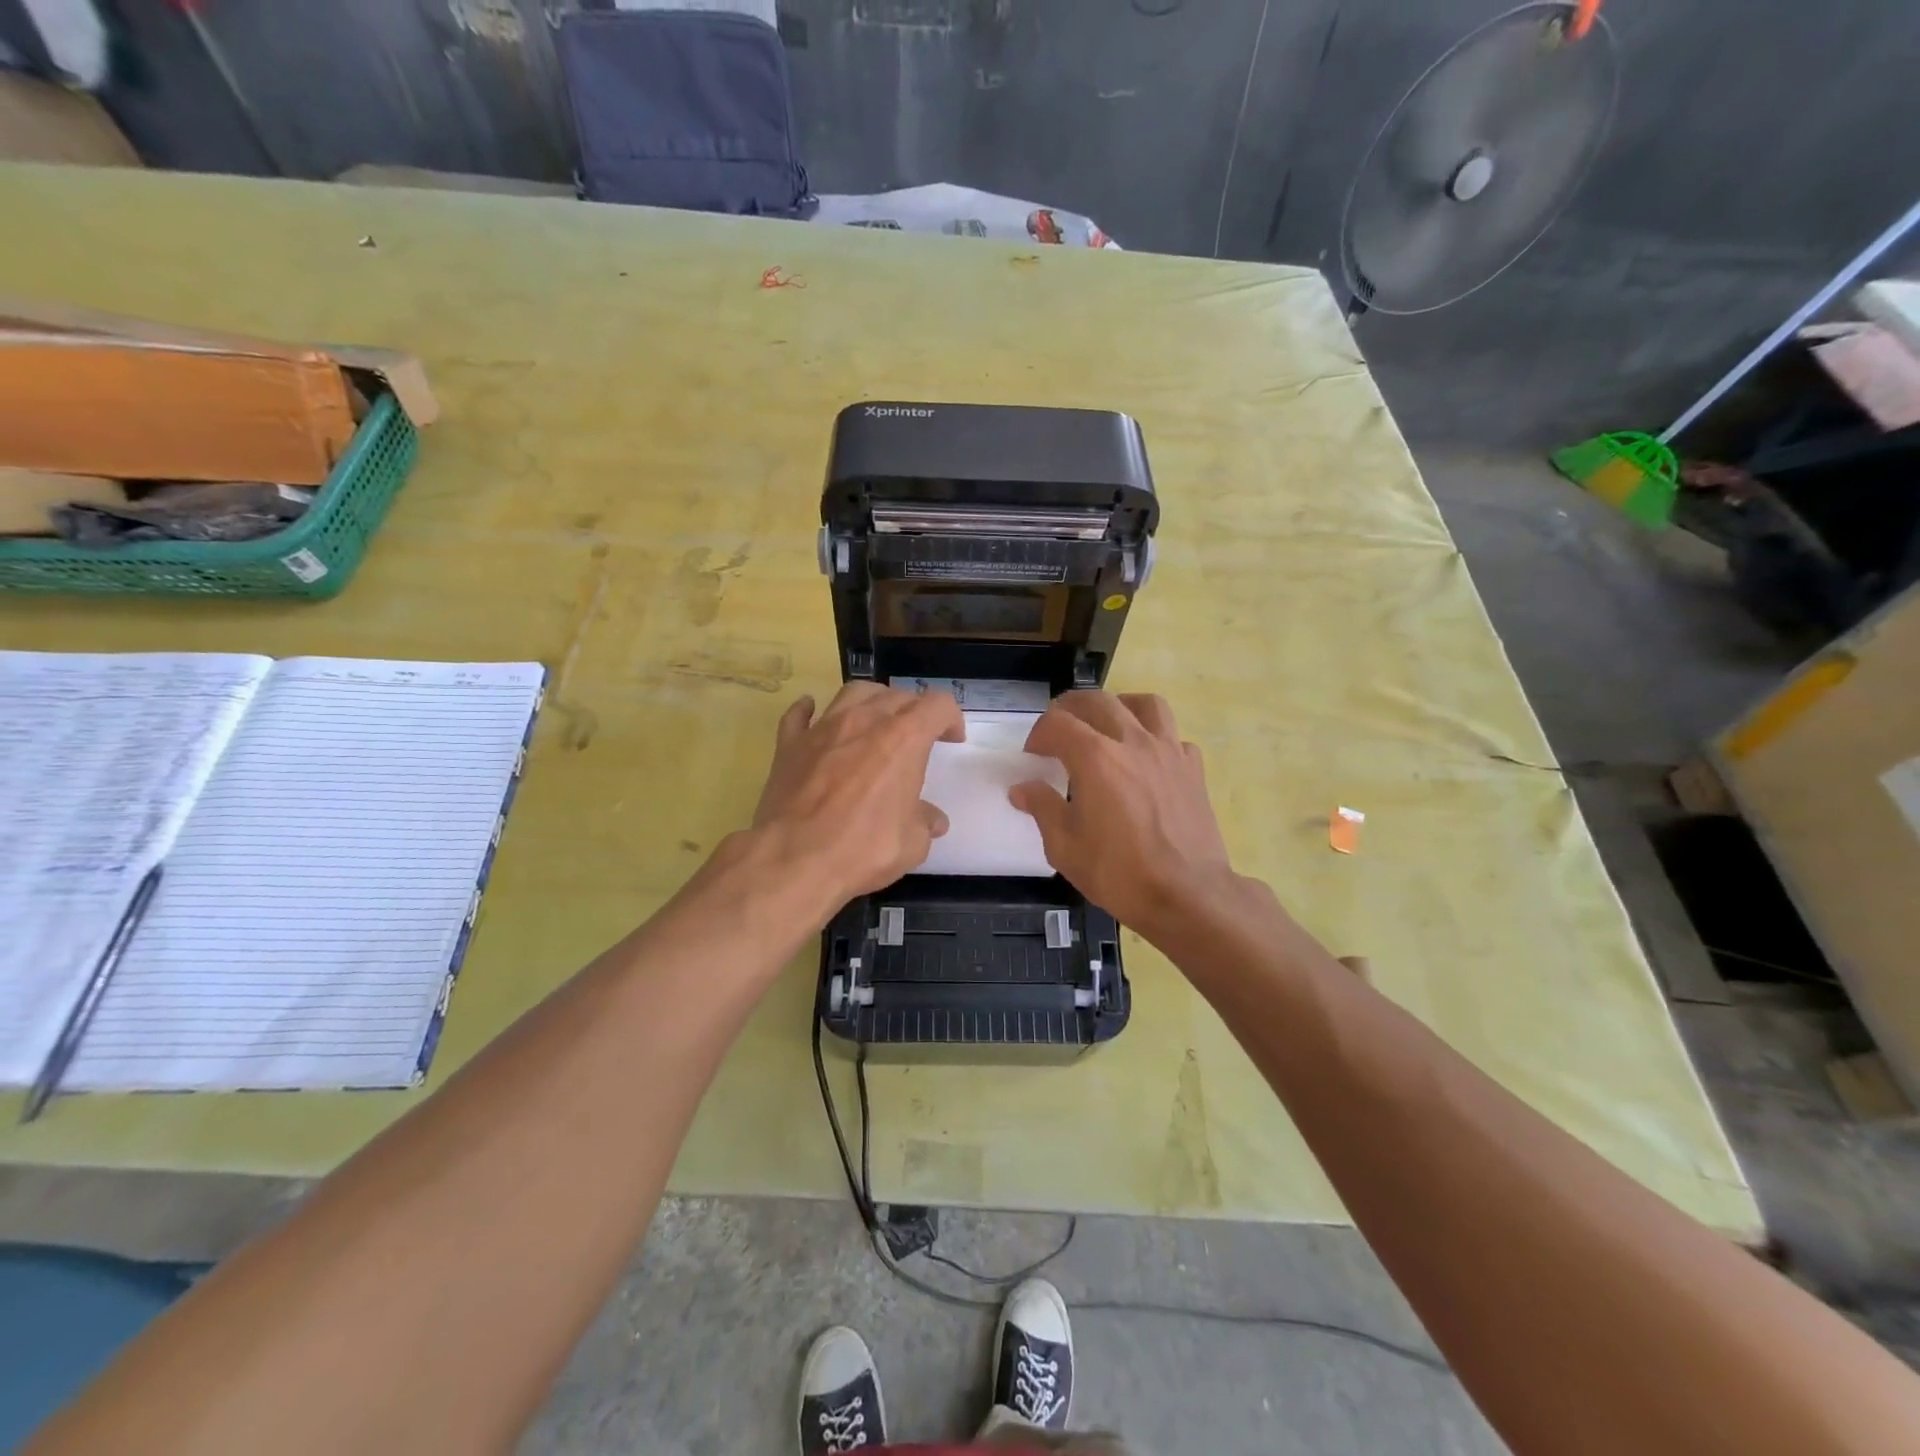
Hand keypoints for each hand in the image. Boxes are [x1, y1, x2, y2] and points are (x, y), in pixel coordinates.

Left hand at [749, 682, 963, 912]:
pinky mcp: (789, 745)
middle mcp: (864, 722)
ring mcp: (823, 730)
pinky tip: (813, 715)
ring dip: (872, 700)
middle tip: (918, 735)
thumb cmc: (864, 849)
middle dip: (914, 710)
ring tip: (875, 719)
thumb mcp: (912, 843)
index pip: (937, 706)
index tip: (952, 739)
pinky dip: (810, 711)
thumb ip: (924, 822)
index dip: (950, 718)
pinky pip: (800, 715)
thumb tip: (932, 820)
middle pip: (897, 696)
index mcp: (904, 739)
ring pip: (853, 693)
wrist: (794, 860)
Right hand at [1010, 692, 1233, 935]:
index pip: (1058, 723)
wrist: (1187, 895)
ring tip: (1108, 725)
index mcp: (1096, 757)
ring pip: (1145, 704)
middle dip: (1071, 709)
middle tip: (1059, 731)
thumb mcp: (1065, 847)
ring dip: (1119, 707)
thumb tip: (1023, 789)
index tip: (1033, 755)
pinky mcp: (1193, 769)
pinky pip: (1173, 736)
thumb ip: (1042, 808)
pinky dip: (1156, 738)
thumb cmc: (1119, 873)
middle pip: (1098, 701)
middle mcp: (1133, 742)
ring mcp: (1169, 752)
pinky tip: (1147, 760)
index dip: (1039, 734)